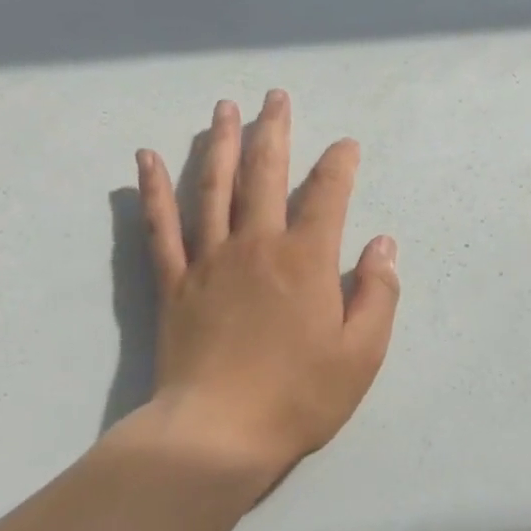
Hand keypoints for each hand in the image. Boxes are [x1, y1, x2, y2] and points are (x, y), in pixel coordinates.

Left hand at [136, 91, 399, 482]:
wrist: (219, 433)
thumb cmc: (299, 396)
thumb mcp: (361, 353)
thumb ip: (377, 293)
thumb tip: (383, 245)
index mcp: (306, 261)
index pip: (327, 196)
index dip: (339, 165)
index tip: (346, 146)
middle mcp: (256, 246)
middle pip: (264, 175)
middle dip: (274, 132)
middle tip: (275, 97)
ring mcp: (209, 261)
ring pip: (213, 187)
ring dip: (219, 143)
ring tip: (224, 108)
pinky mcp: (174, 283)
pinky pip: (161, 227)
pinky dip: (154, 190)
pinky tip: (147, 158)